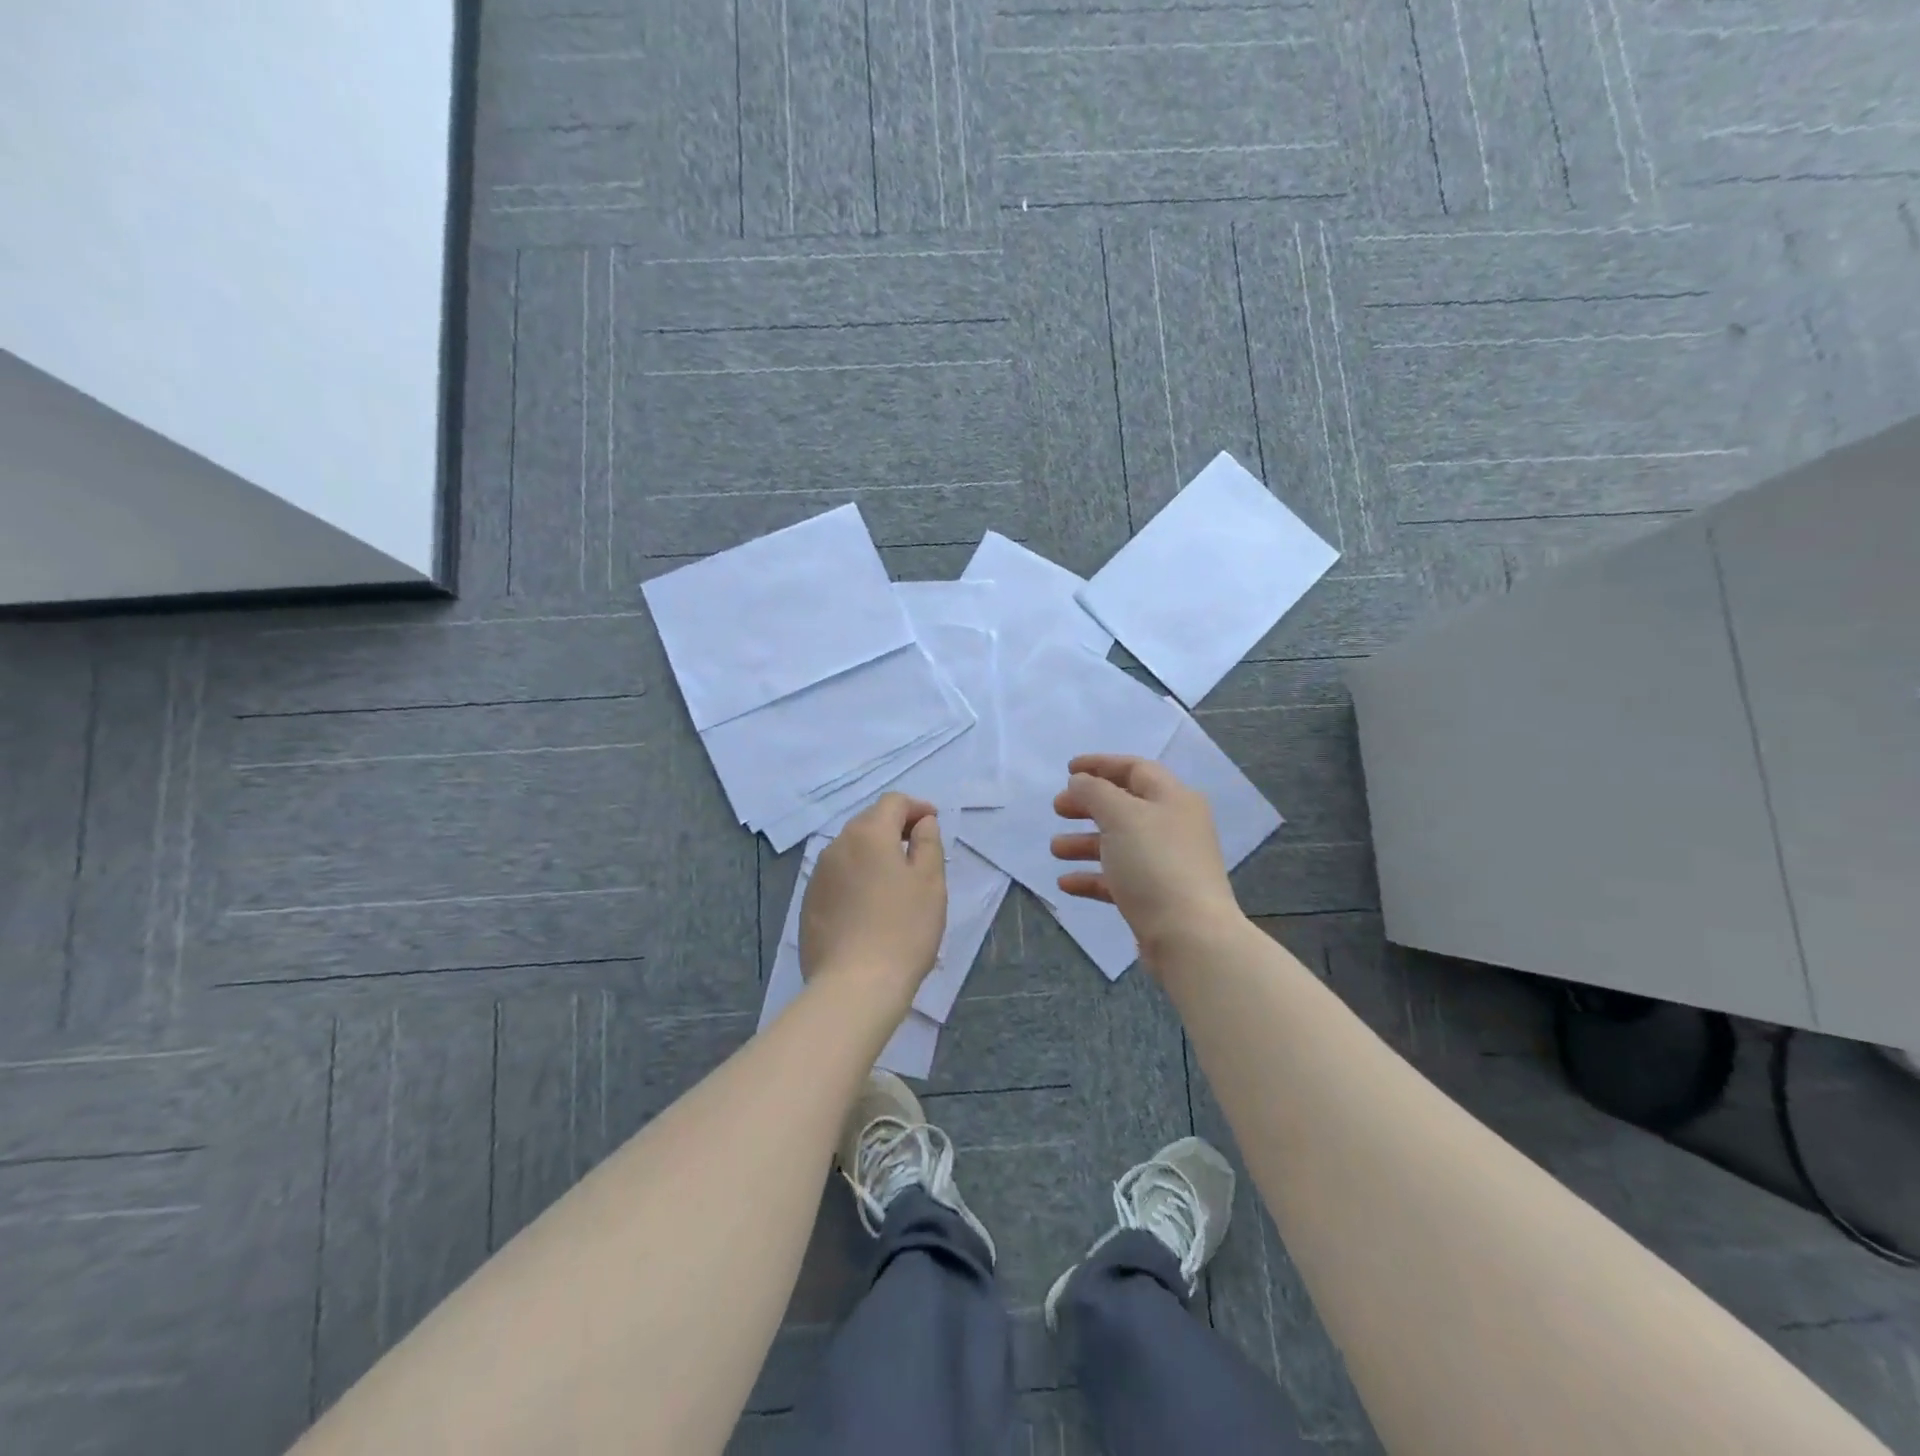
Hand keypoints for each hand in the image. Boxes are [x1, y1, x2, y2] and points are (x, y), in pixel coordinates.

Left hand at [801, 792, 946, 1007]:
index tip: (934, 823)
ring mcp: (818, 875)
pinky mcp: (809, 903)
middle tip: (918, 849)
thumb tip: (922, 822)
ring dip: (874, 853)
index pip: (893, 802)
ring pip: (851, 849)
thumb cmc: (903, 929)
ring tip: (895, 879)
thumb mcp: (930, 882)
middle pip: (869, 822)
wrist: (854, 986)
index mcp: (869, 834)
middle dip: (894, 828)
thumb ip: (928, 843)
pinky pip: (838, 876)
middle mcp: (837, 846)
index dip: (917, 808)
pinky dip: (857, 877)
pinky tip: (870, 904)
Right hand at [1051, 754, 1243, 965]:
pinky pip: (1119, 879)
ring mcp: (1166, 864)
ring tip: (1056, 849)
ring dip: (1084, 843)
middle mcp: (1173, 827)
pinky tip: (1066, 883)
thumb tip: (1081, 782)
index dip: (1101, 765)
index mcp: (1173, 799)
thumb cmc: (1155, 864)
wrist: (1190, 937)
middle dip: (1088, 805)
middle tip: (1058, 808)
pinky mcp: (1156, 898)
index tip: (1068, 769)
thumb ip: (1095, 792)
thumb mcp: (1121, 816)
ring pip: (1119, 844)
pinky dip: (1092, 877)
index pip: (1135, 769)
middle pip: (1125, 806)